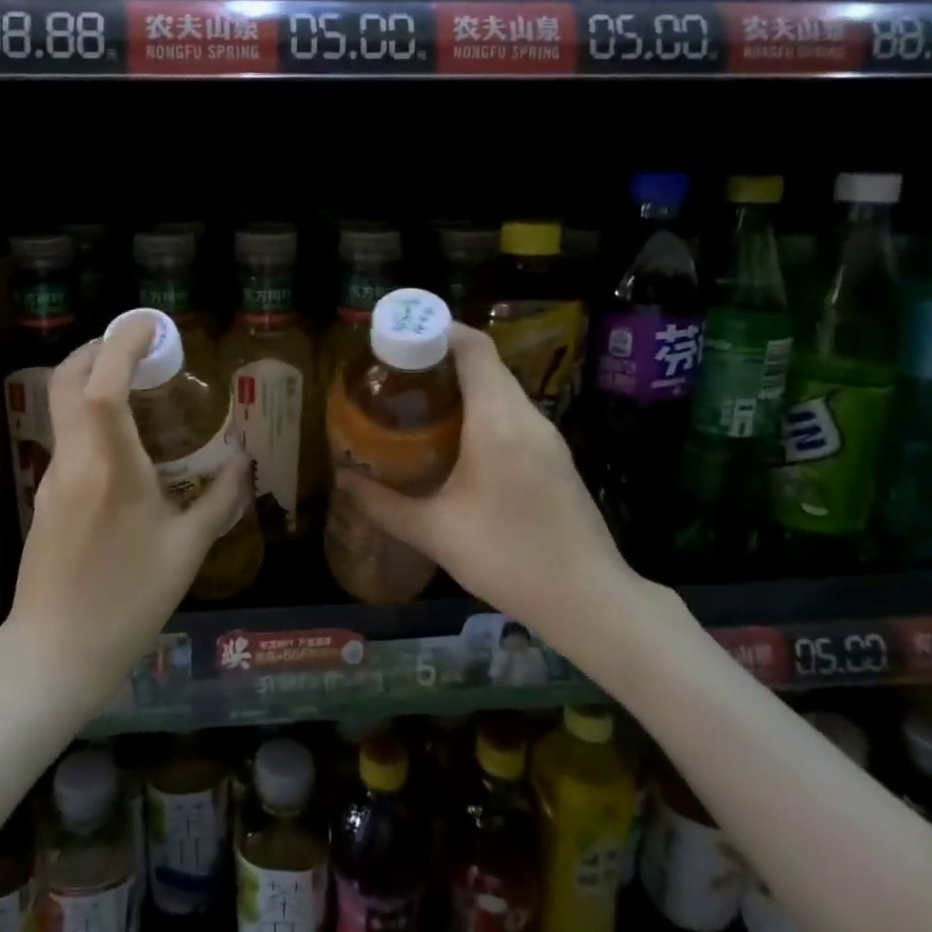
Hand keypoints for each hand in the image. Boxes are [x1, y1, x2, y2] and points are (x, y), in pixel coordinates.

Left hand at [4, 314, 246, 719]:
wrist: (56, 653)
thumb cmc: (128, 600)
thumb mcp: (186, 552)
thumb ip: (219, 500)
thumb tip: (242, 463)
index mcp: (109, 466)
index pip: (103, 384)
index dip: (121, 344)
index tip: (149, 325)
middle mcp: (73, 460)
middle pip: (67, 382)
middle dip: (97, 350)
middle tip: (136, 347)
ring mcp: (52, 478)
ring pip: (63, 408)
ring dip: (91, 382)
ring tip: (135, 388)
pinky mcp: (45, 497)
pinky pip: (68, 438)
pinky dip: (90, 417)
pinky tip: (122, 445)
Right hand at [333, 325, 652, 670]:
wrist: (590, 601)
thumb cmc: (508, 558)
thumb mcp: (434, 532)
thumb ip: (381, 503)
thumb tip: (342, 479)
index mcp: (498, 421)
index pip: (473, 347)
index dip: (436, 330)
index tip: (396, 337)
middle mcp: (526, 417)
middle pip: (484, 363)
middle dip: (438, 358)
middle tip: (393, 374)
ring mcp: (546, 437)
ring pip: (500, 389)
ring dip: (460, 385)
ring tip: (415, 403)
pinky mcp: (554, 457)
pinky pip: (512, 413)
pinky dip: (480, 409)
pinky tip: (453, 439)